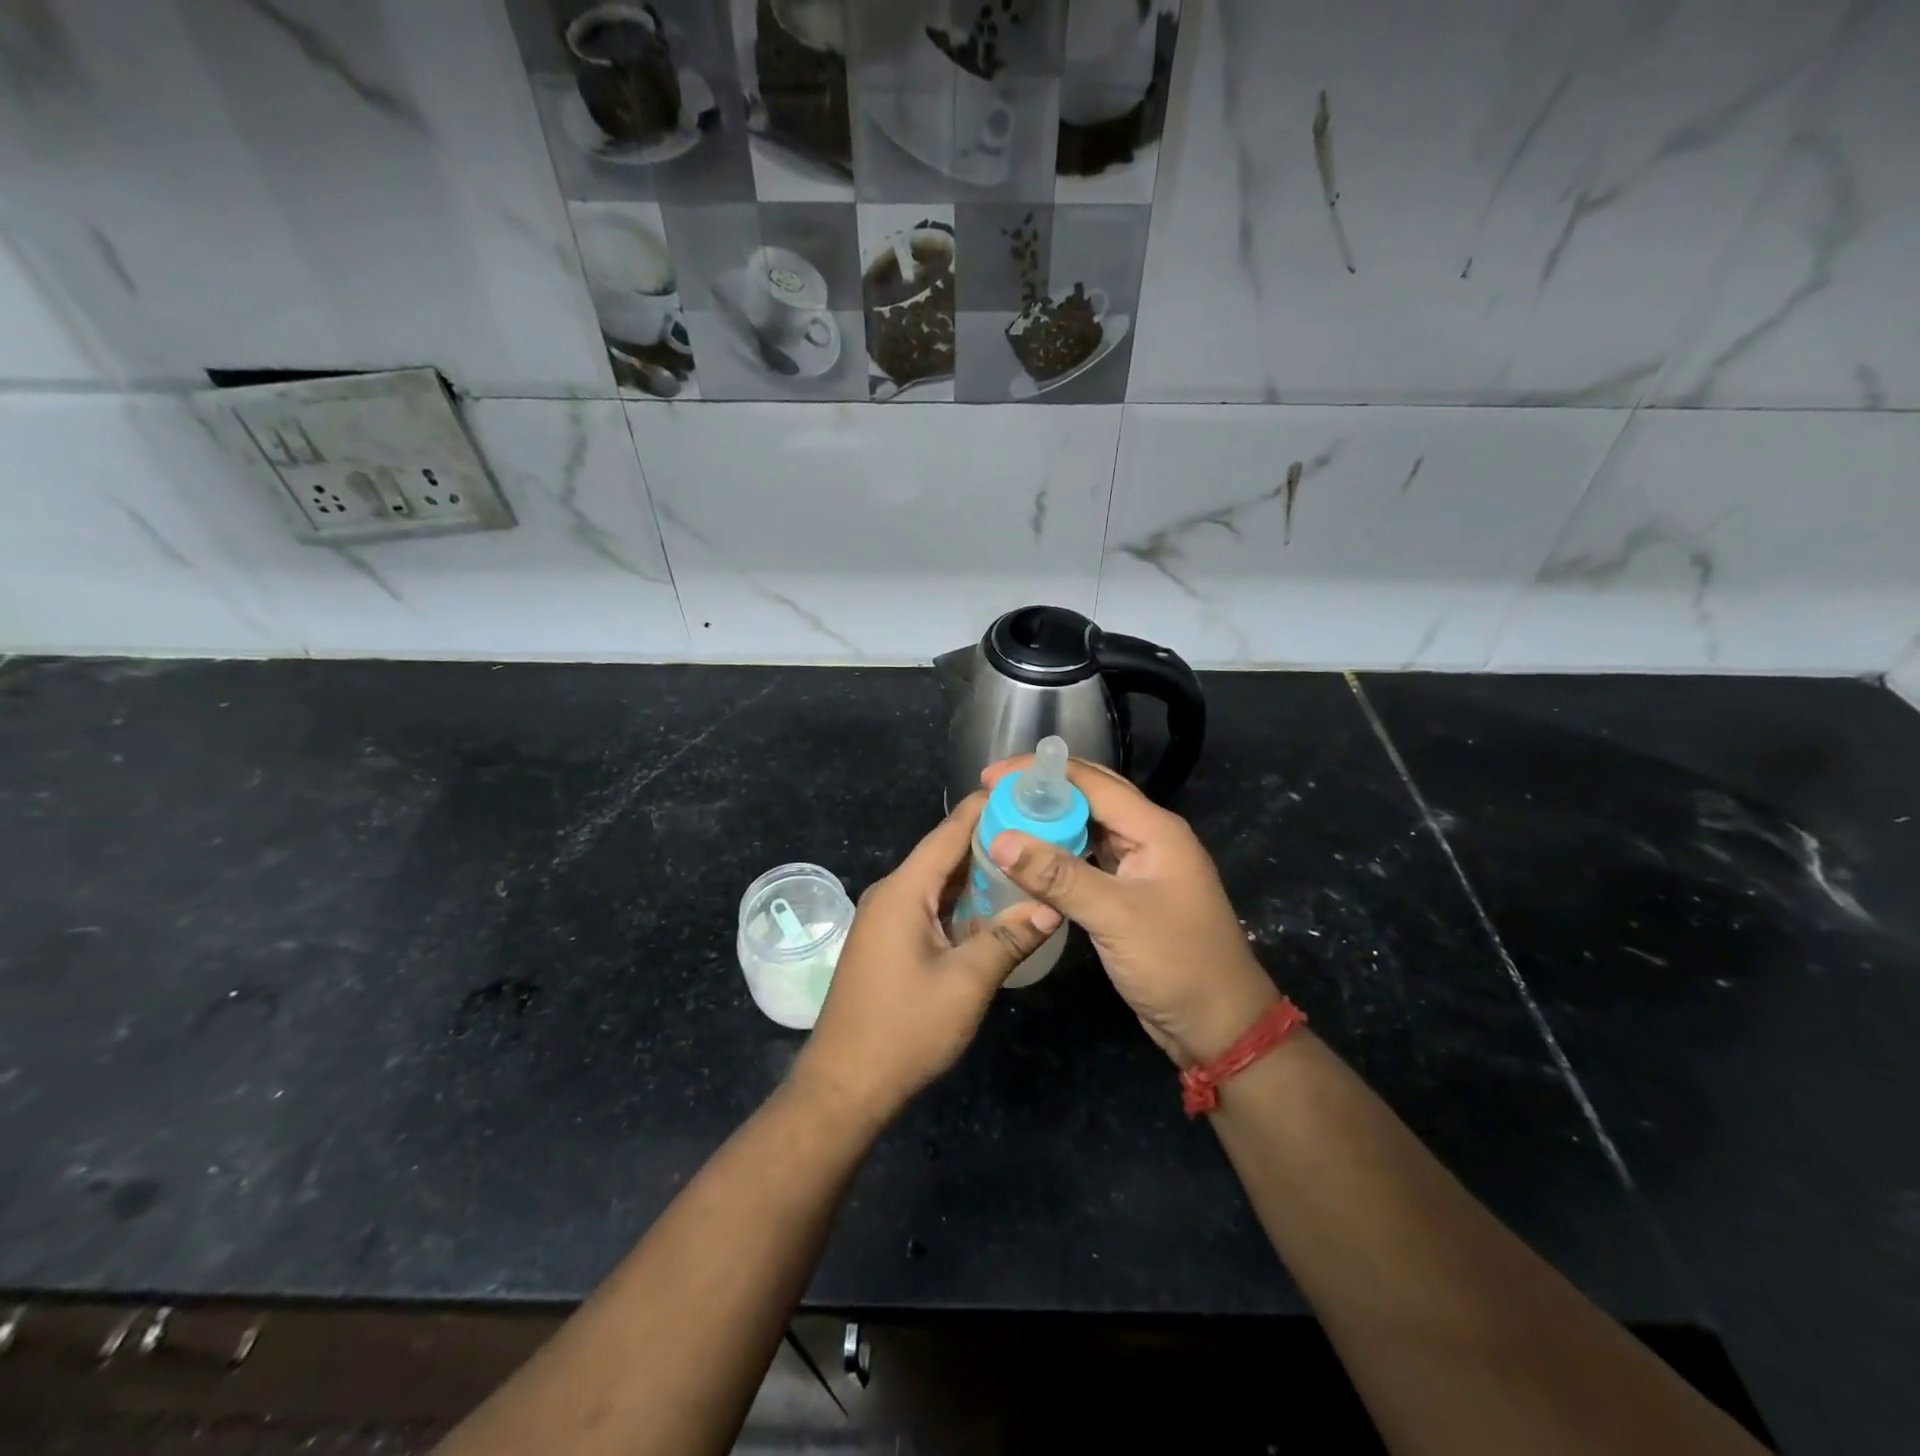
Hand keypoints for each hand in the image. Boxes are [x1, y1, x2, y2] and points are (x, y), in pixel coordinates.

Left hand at [792, 792, 1060, 1122]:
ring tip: (1029, 865)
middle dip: (992, 843)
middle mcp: (892, 893)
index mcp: (904, 889)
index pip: (949, 831)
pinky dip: (963, 903)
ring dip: (979, 876)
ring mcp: (887, 918)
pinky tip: (996, 909)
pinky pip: (931, 907)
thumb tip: (1051, 907)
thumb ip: (1009, 939)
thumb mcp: (967, 983)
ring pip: (939, 883)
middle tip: (1042, 833)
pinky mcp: (889, 941)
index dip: (987, 808)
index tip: (1027, 794)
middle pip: (945, 854)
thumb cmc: (904, 1029)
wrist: (845, 1085)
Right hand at [981, 758, 1278, 1066]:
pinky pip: (1088, 860)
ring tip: (1004, 821)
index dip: (1039, 774)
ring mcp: (1140, 866)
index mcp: (1154, 829)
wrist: (1219, 1025)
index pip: (1091, 782)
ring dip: (1049, 822)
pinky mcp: (1129, 894)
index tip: (990, 779)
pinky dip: (1058, 855)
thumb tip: (1001, 840)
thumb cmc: (1176, 963)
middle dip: (1042, 792)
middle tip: (992, 796)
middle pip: (1090, 798)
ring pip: (1087, 829)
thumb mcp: (1115, 916)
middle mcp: (1148, 837)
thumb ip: (1058, 876)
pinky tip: (1029, 860)